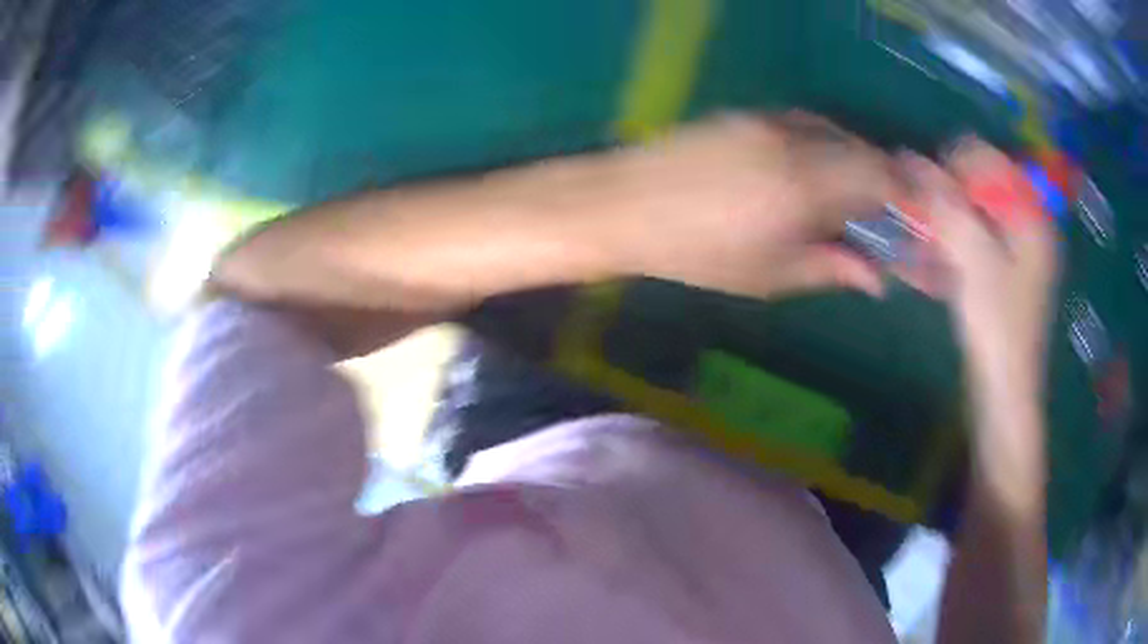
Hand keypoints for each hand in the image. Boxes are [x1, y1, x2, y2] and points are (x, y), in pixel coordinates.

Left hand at [597, 112, 894, 298]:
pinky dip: (823, 145)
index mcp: (806, 186)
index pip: (878, 177)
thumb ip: (829, 268)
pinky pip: (804, 124)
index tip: (909, 216)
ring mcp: (768, 122)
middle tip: (879, 213)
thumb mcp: (769, 274)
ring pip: (834, 133)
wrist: (625, 205)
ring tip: (846, 197)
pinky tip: (811, 171)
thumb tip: (877, 278)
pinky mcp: (746, 115)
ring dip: (852, 160)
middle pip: (861, 150)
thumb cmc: (697, 252)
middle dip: (881, 179)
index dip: (902, 194)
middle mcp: (795, 142)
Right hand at [905, 140, 1057, 397]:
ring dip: (948, 220)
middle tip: (927, 220)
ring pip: (976, 213)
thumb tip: (911, 158)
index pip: (989, 159)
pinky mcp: (1004, 271)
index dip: (955, 166)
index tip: (930, 193)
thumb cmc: (997, 325)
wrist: (1004, 389)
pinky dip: (955, 242)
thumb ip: (946, 204)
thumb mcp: (973, 258)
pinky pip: (977, 239)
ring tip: (927, 241)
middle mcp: (1027, 224)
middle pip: (981, 185)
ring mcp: (1017, 250)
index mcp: (1030, 214)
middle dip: (950, 195)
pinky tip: (937, 259)